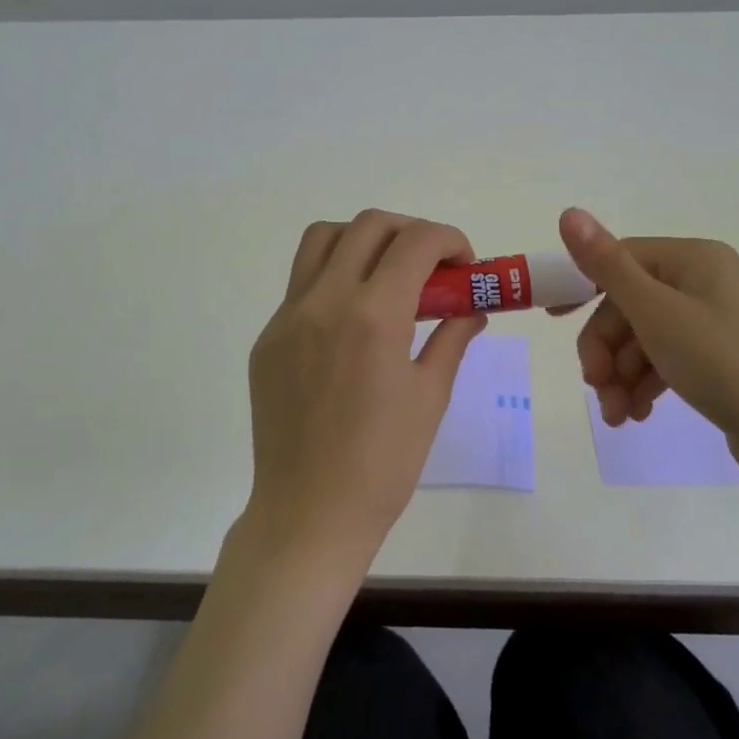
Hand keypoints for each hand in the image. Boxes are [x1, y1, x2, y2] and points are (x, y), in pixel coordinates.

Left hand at [244, 211, 486, 568]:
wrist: (310, 513)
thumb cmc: (384, 463)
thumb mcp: (430, 396)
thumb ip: (452, 338)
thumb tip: (471, 310)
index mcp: (373, 316)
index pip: (416, 243)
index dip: (449, 240)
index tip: (464, 264)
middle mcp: (325, 301)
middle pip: (368, 226)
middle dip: (410, 231)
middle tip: (431, 265)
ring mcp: (287, 317)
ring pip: (323, 240)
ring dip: (362, 240)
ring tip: (386, 274)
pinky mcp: (267, 339)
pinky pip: (301, 284)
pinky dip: (334, 278)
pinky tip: (352, 320)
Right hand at [558, 207, 738, 493]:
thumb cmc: (725, 364)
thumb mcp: (657, 314)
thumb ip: (607, 266)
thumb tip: (568, 212)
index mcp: (693, 259)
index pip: (620, 260)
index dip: (583, 287)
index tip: (552, 319)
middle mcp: (704, 282)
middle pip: (629, 305)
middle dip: (605, 349)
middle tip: (596, 387)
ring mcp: (713, 322)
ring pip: (643, 338)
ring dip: (619, 375)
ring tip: (617, 415)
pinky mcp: (718, 359)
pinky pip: (665, 361)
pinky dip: (643, 385)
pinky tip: (636, 415)